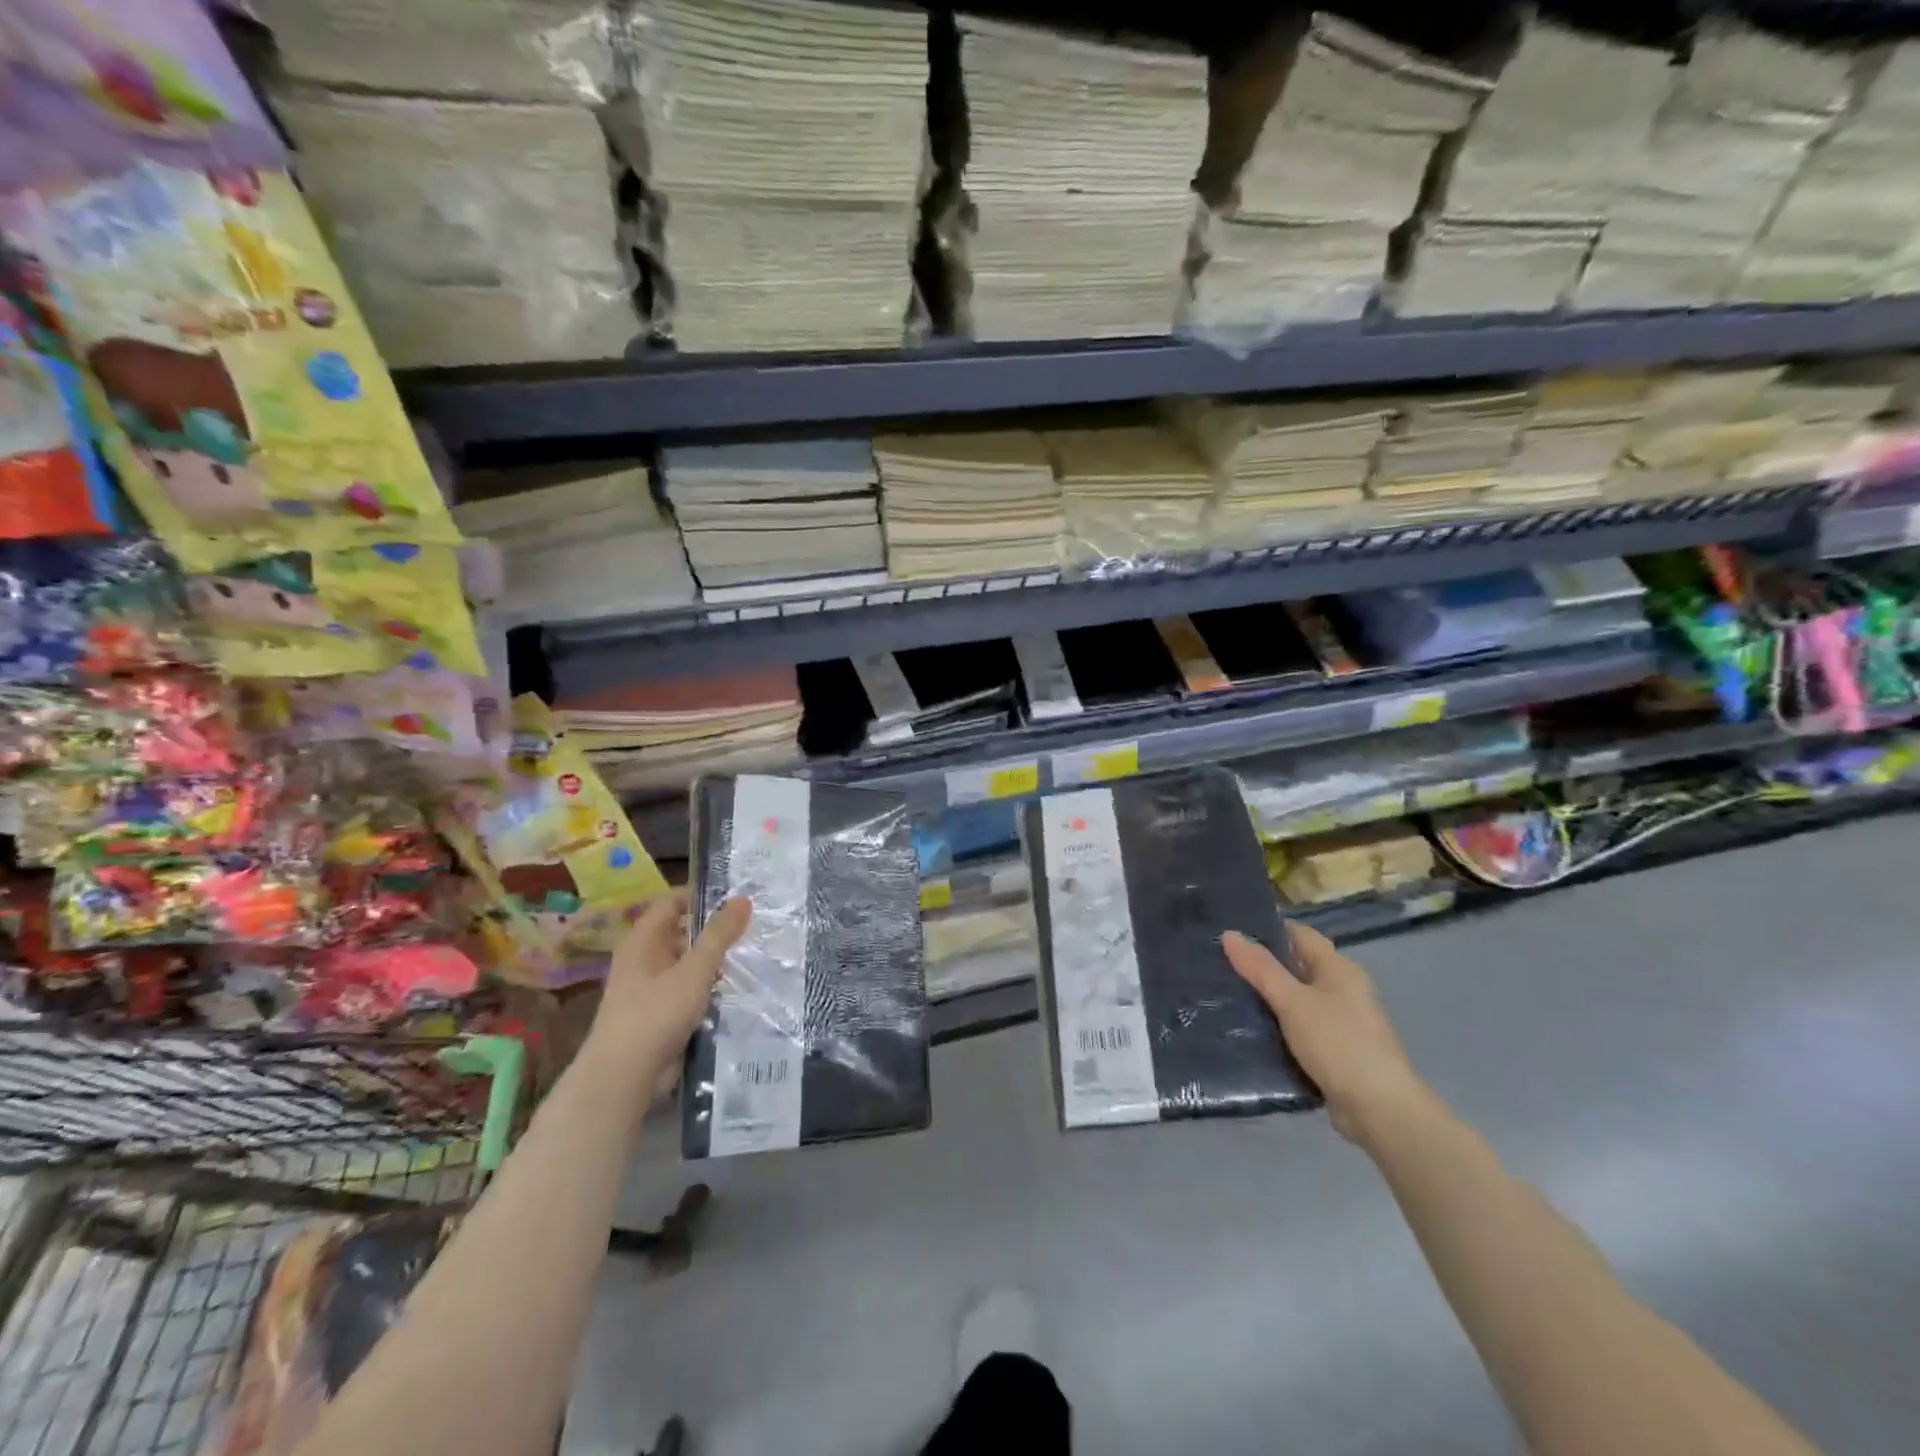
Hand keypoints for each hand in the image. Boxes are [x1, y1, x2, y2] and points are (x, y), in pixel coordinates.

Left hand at [586, 892, 751, 1084]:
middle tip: (755, 923)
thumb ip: (718, 935)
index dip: (703, 895)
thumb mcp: (694, 970)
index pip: (673, 902)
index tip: (738, 896)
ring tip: (753, 953)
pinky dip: (709, 986)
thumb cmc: (655, 1014)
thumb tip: (742, 898)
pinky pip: (689, 989)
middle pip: (682, 932)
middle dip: (714, 929)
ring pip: (688, 963)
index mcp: (643, 940)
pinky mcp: (660, 1014)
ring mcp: (650, 988)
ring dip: (715, 960)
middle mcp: (643, 958)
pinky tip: (737, 988)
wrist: (623, 1078)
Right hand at [1222, 921, 1432, 1148]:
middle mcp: (1342, 990)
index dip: (1267, 929)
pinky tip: (1249, 1031)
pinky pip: (1299, 1029)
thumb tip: (1229, 933)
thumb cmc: (1338, 1044)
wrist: (1380, 1111)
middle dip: (1262, 965)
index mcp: (1338, 969)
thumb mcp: (1293, 1002)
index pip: (1299, 934)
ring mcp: (1340, 1022)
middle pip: (1296, 966)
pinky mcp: (1334, 1051)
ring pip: (1296, 1000)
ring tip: (1226, 995)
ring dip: (1267, 998)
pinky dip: (1277, 1027)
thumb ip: (1261, 968)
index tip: (1230, 932)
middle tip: (1219, 964)